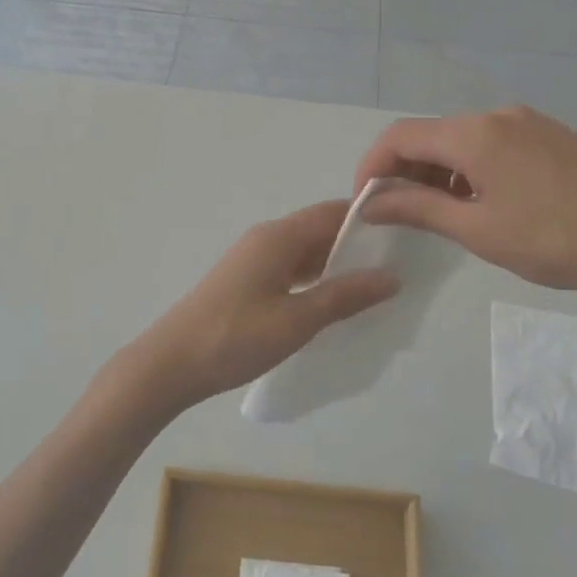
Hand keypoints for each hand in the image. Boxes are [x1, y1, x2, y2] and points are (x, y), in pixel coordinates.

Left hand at [123, 202, 398, 411]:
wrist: (170, 364)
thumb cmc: (235, 338)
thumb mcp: (297, 319)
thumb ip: (344, 296)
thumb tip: (391, 277)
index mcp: (278, 237)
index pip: (332, 213)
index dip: (369, 219)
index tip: (406, 233)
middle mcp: (265, 240)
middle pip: (319, 230)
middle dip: (357, 245)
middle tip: (400, 265)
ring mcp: (252, 262)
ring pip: (305, 253)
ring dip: (336, 266)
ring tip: (377, 286)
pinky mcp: (245, 284)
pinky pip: (290, 272)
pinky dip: (315, 281)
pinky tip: (335, 304)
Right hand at [352, 107, 576, 318]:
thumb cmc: (551, 239)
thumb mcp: (476, 229)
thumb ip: (417, 209)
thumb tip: (371, 203)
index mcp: (475, 134)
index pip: (400, 136)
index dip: (372, 167)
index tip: (366, 203)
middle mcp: (500, 116)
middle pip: (431, 135)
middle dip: (404, 170)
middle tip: (400, 213)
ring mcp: (532, 124)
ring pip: (463, 140)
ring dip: (438, 172)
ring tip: (441, 214)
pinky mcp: (555, 139)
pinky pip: (494, 145)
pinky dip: (471, 169)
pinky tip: (483, 203)